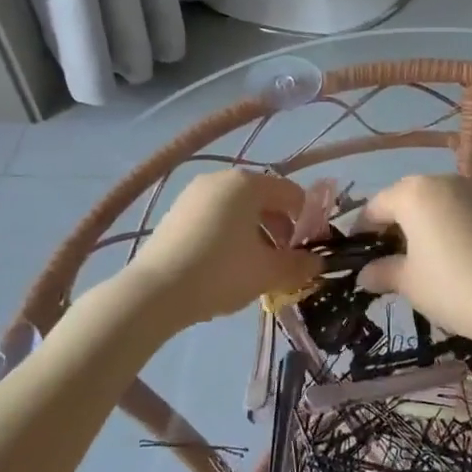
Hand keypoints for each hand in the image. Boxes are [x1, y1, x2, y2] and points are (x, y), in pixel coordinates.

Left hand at [127, 170, 320, 326]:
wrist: (154, 292)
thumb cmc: (220, 273)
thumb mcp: (268, 272)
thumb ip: (299, 265)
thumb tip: (317, 263)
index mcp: (248, 183)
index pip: (292, 193)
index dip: (307, 221)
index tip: (309, 251)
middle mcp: (221, 179)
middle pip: (265, 199)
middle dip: (281, 229)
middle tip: (284, 262)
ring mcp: (194, 194)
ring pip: (239, 209)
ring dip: (256, 234)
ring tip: (257, 267)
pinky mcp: (176, 212)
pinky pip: (215, 217)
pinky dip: (230, 234)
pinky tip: (227, 265)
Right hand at [356, 174, 471, 347]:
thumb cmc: (452, 285)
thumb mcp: (408, 282)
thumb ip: (382, 272)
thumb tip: (365, 274)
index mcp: (413, 192)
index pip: (375, 206)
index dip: (362, 231)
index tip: (357, 256)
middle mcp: (441, 181)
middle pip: (404, 198)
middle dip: (391, 226)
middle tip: (385, 259)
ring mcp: (471, 191)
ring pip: (432, 203)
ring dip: (419, 225)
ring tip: (417, 260)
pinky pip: (455, 210)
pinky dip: (444, 226)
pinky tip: (447, 257)